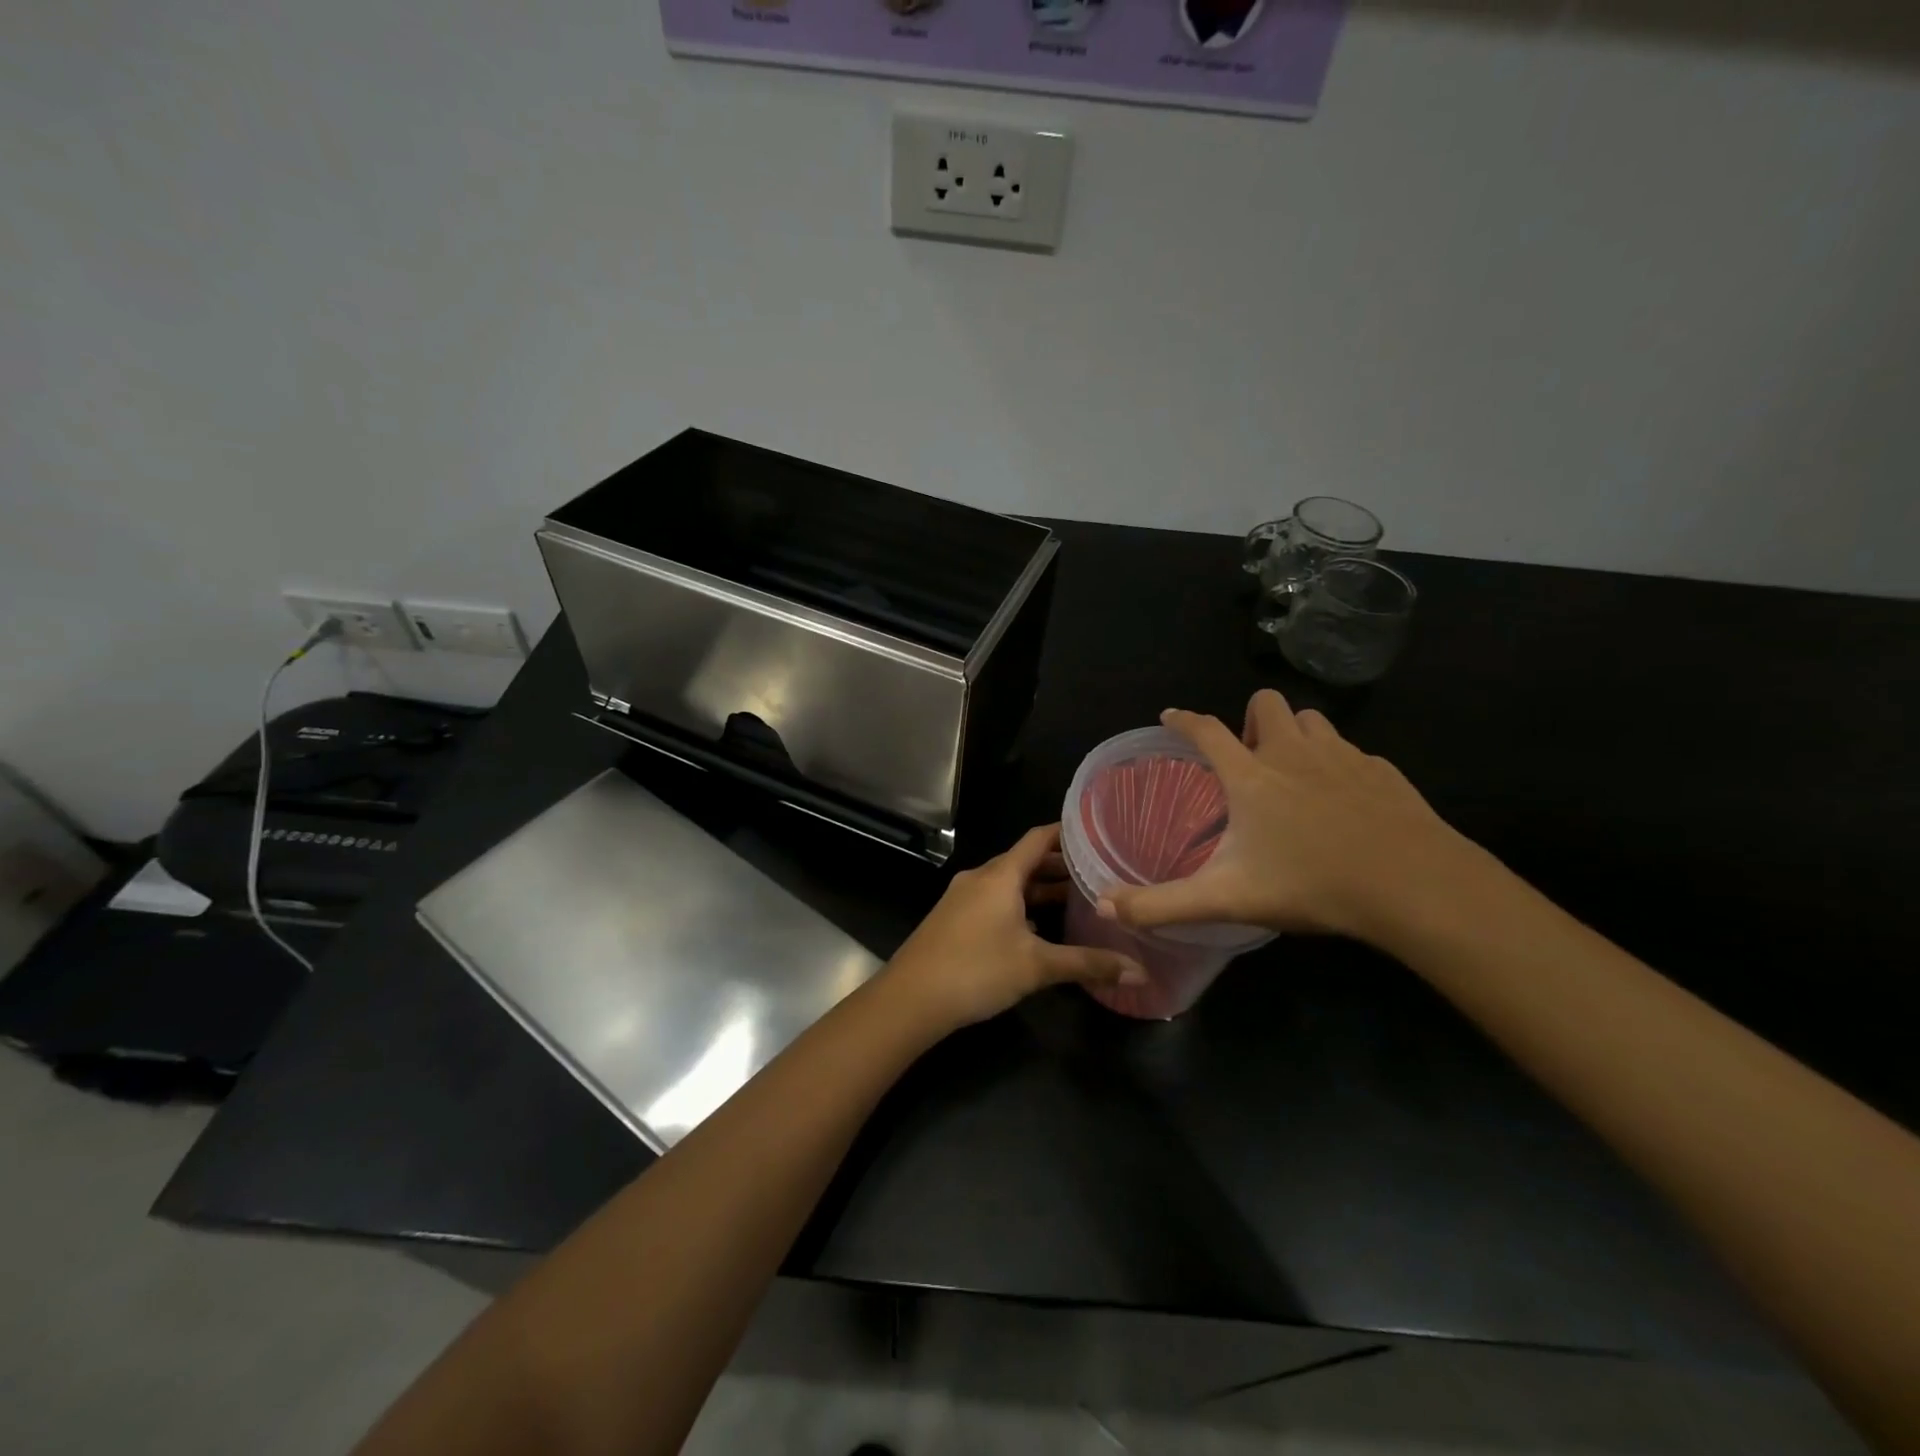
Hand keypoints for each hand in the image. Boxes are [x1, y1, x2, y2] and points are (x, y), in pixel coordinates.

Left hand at [883, 825, 1145, 1031]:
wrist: (910, 998)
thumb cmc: (976, 970)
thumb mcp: (1036, 967)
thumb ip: (1087, 964)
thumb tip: (1139, 972)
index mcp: (1001, 875)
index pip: (1038, 838)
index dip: (1067, 832)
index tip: (1097, 833)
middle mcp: (981, 877)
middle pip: (1025, 861)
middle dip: (1059, 866)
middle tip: (1099, 873)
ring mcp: (963, 897)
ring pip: (1009, 883)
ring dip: (1039, 889)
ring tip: (1076, 901)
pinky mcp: (954, 918)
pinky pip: (994, 900)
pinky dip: (1019, 905)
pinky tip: (1038, 929)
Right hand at [1101, 691, 1472, 942]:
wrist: (1415, 886)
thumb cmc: (1312, 884)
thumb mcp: (1227, 899)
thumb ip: (1163, 904)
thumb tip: (1105, 906)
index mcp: (1251, 776)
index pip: (1206, 730)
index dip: (1184, 720)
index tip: (1171, 716)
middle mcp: (1293, 752)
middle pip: (1266, 703)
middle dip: (1251, 719)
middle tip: (1249, 758)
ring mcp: (1343, 756)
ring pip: (1313, 720)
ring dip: (1296, 734)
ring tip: (1294, 772)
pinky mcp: (1384, 771)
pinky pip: (1353, 751)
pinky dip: (1338, 763)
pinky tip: (1344, 800)